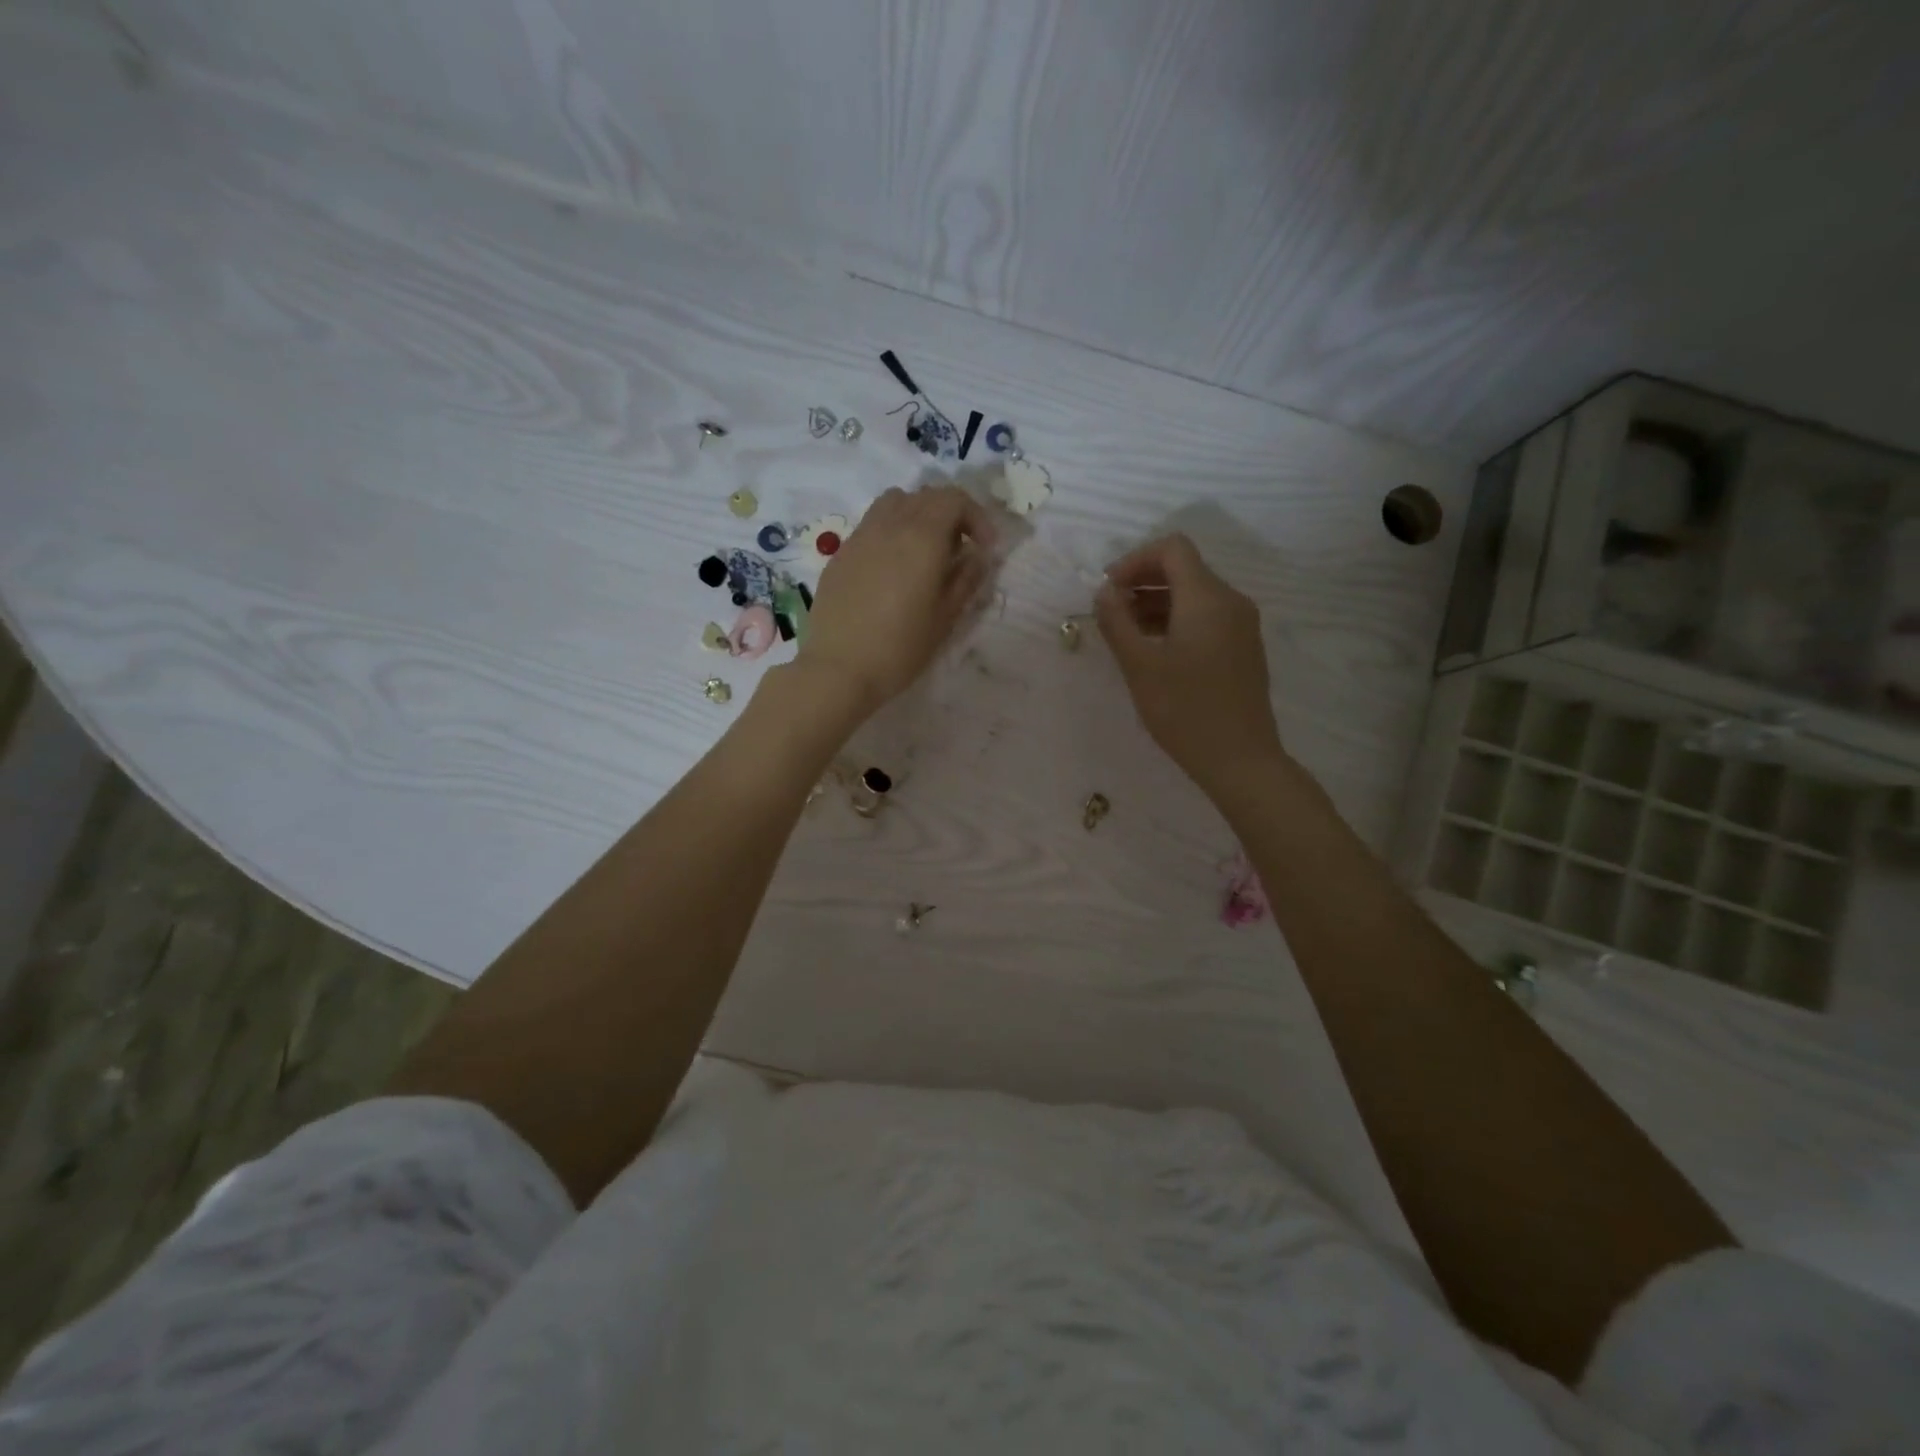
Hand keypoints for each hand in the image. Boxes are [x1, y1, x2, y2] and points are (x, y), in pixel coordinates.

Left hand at [797, 484, 994, 718]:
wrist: (839, 669)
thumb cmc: (900, 648)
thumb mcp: (945, 618)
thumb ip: (966, 579)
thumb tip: (978, 556)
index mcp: (921, 537)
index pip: (954, 499)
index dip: (976, 517)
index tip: (984, 548)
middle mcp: (889, 525)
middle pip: (925, 496)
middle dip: (950, 515)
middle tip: (959, 550)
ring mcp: (860, 536)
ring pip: (894, 503)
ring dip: (917, 516)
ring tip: (924, 552)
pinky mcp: (840, 554)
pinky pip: (871, 526)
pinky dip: (891, 533)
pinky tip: (892, 570)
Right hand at [1096, 533, 1286, 799]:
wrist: (1240, 760)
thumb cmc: (1185, 711)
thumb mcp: (1140, 667)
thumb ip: (1117, 622)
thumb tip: (1104, 592)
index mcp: (1207, 598)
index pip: (1172, 549)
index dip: (1134, 560)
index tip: (1108, 591)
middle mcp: (1230, 602)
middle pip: (1184, 569)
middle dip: (1142, 581)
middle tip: (1109, 612)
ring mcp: (1241, 626)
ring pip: (1194, 594)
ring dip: (1156, 603)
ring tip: (1125, 633)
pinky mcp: (1243, 648)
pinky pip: (1206, 617)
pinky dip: (1175, 620)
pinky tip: (1153, 650)